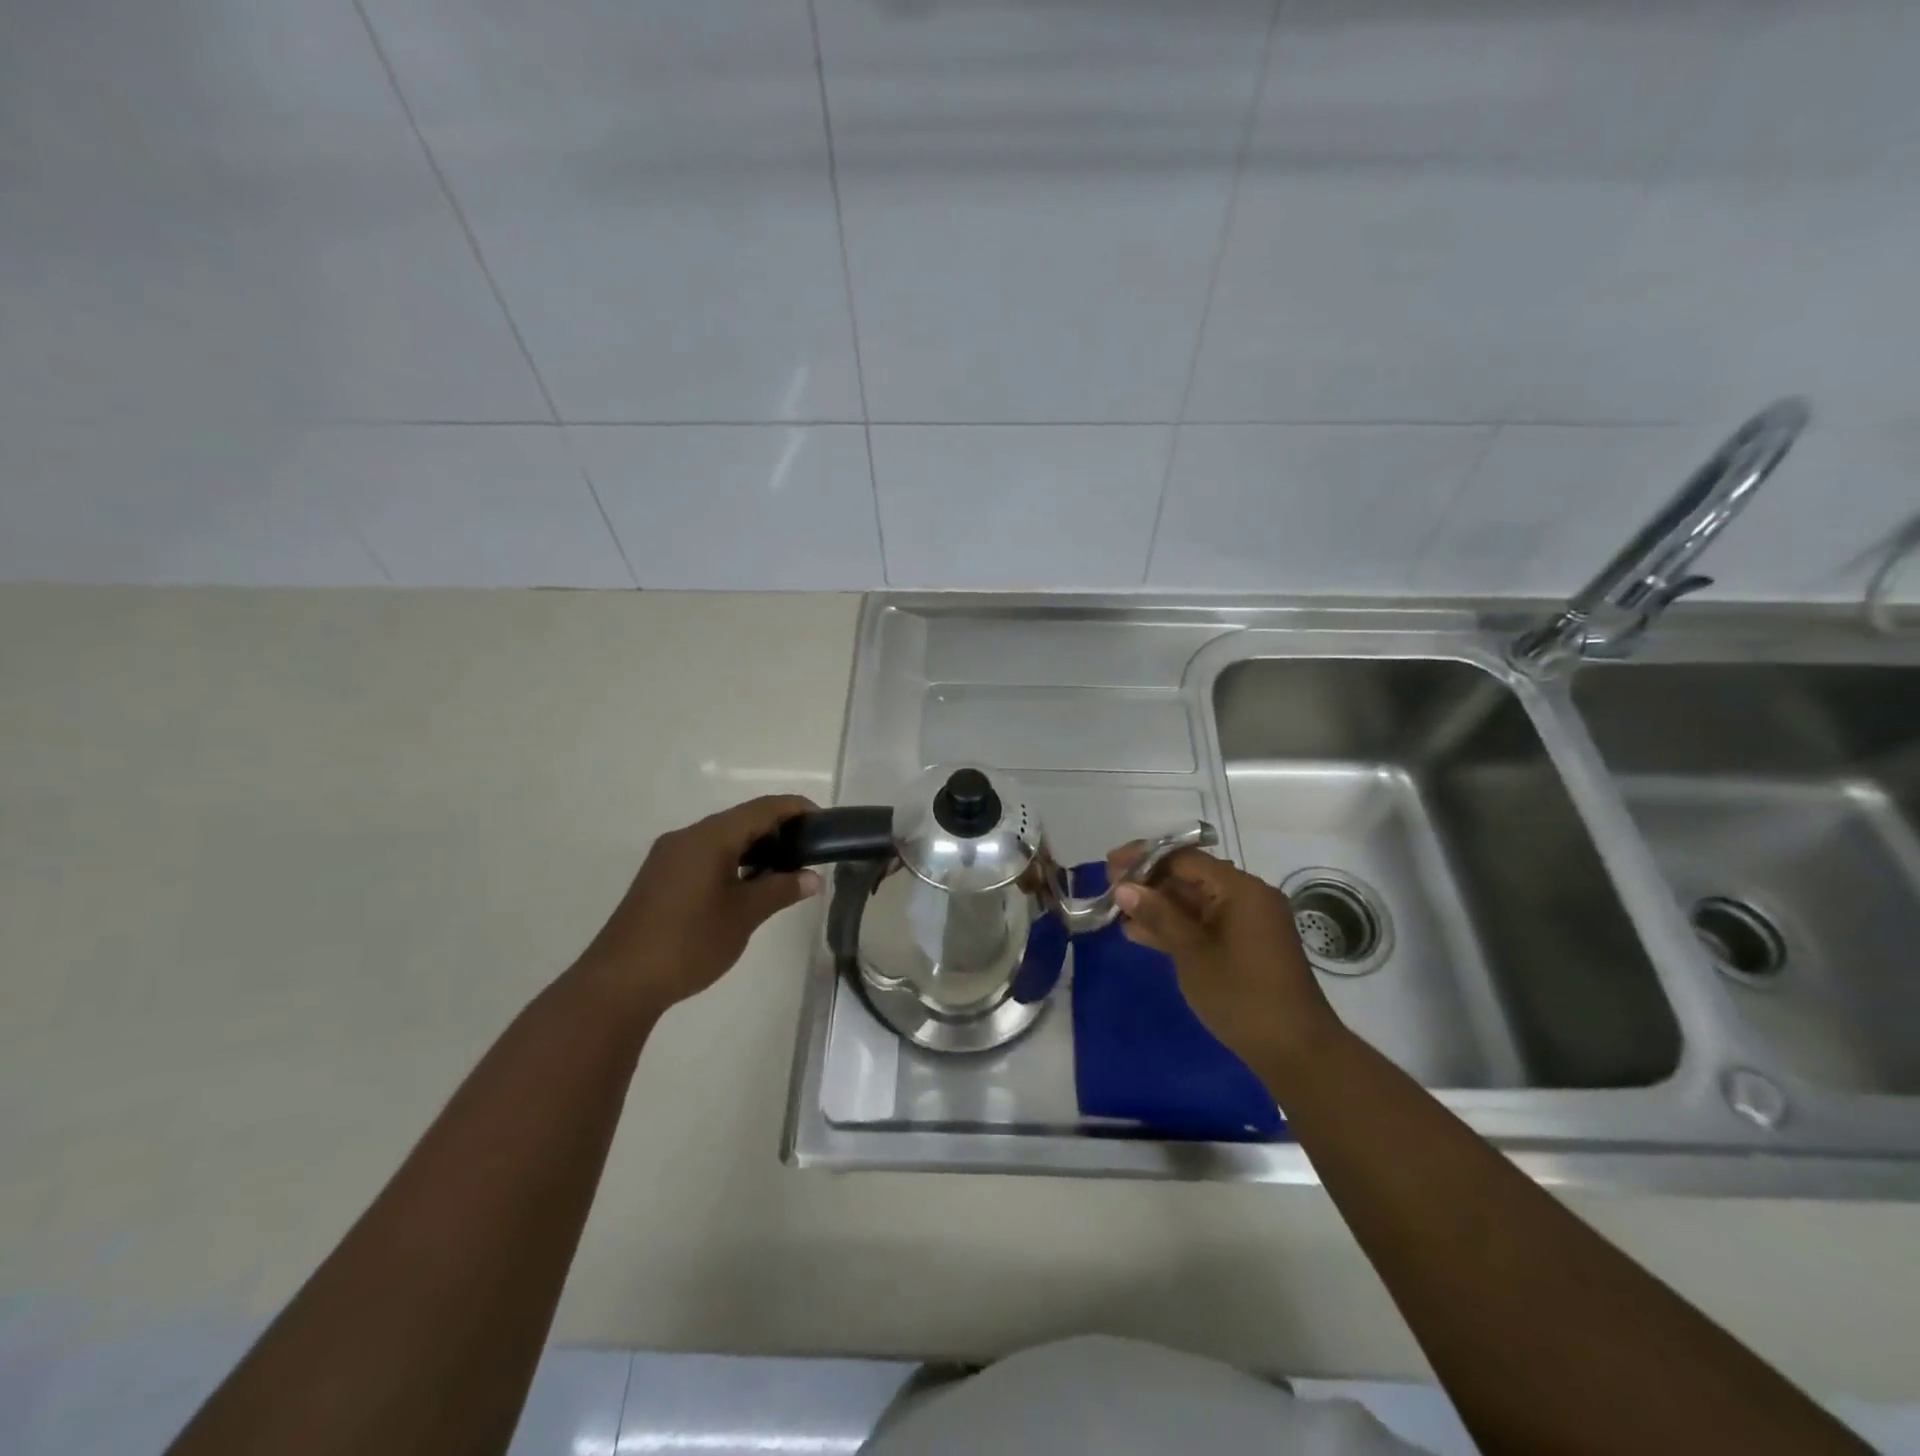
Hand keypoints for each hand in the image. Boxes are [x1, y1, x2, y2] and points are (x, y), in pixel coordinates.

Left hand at [581, 795, 822, 1015]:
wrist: (620, 981)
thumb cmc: (689, 942)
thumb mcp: (744, 915)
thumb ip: (780, 890)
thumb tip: (812, 878)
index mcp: (710, 837)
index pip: (762, 808)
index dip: (796, 809)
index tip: (824, 823)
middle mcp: (687, 837)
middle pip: (741, 819)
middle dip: (777, 829)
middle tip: (808, 851)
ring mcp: (669, 856)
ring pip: (721, 837)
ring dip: (754, 846)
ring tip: (784, 870)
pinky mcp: (659, 877)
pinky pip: (704, 854)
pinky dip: (732, 860)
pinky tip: (746, 884)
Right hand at [1108, 847, 1338, 1082]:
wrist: (1296, 1052)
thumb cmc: (1242, 997)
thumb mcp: (1192, 953)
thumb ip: (1158, 915)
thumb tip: (1124, 887)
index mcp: (1240, 889)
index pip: (1184, 858)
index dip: (1144, 858)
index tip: (1110, 865)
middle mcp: (1247, 897)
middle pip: (1189, 876)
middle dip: (1148, 882)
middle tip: (1109, 889)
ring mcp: (1247, 922)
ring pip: (1194, 902)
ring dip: (1157, 906)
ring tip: (1117, 913)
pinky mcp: (1244, 945)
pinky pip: (1204, 923)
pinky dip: (1175, 926)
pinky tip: (1140, 933)